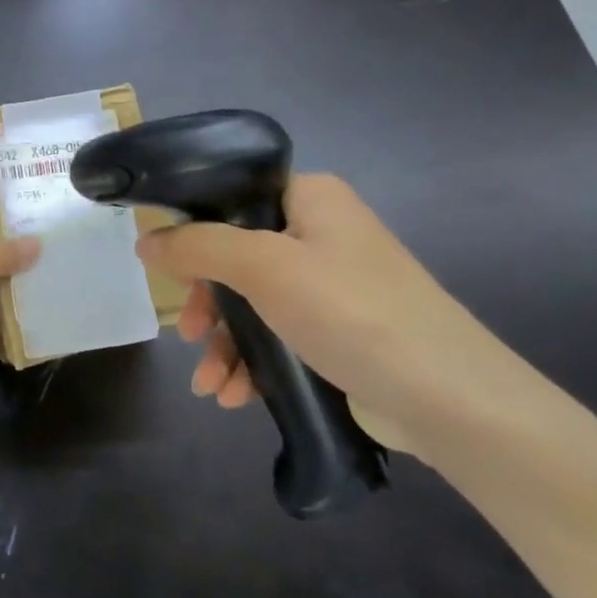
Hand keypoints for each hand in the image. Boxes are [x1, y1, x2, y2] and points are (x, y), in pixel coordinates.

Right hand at [136, 175, 516, 454]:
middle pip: (236, 256)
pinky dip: (252, 363)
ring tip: (210, 385)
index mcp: (310, 198)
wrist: (451, 400)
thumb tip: (144, 241)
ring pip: (253, 303)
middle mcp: (321, 234)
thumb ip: (198, 247)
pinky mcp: (339, 333)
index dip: (194, 229)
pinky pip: (278, 336)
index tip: (168, 269)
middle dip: (208, 303)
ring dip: (225, 344)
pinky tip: (234, 395)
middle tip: (190, 334)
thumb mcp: (264, 267)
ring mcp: (332, 286)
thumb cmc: (351, 311)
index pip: (234, 196)